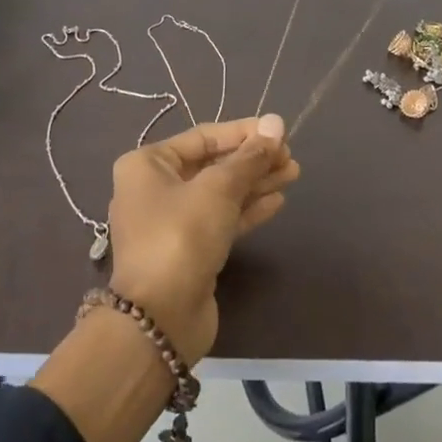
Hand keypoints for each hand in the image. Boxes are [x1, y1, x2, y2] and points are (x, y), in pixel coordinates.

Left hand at [106, 114, 298, 363]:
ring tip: (293, 173)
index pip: (203, 137)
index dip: (243, 132)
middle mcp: (154, 188)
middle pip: (212, 165)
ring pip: (219, 194)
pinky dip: (246, 210)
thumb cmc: (182, 236)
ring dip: (255, 183)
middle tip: (291, 157)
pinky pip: (220, 220)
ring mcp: (170, 222)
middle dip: (252, 160)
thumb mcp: (218, 189)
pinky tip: (277, 201)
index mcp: (147, 164)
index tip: (279, 131)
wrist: (160, 318)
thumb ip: (249, 157)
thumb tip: (276, 123)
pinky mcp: (187, 250)